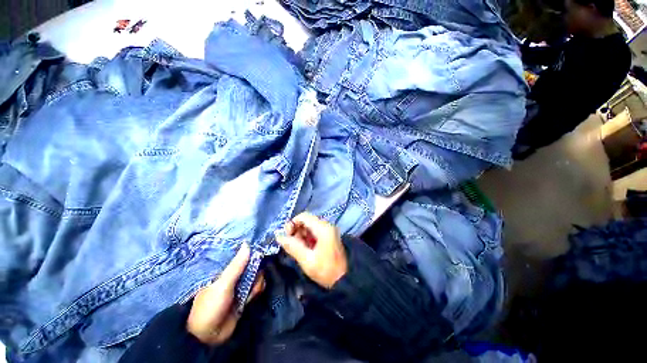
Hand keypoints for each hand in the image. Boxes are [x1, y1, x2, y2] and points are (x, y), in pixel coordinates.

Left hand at [187, 243, 264, 345]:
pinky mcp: (245, 296)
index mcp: (225, 269)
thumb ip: (236, 265)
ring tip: (252, 291)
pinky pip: (256, 287)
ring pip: (256, 276)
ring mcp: (240, 286)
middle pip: (252, 265)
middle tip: (255, 275)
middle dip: (257, 269)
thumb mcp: (223, 284)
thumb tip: (247, 244)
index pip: (241, 255)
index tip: (262, 247)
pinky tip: (253, 296)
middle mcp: (233, 275)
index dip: (252, 251)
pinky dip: (257, 290)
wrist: (208, 336)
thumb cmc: (211, 305)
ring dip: (257, 282)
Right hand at [275, 213, 347, 288]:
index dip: (292, 223)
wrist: (345, 279)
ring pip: (310, 226)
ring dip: (301, 234)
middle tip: (291, 244)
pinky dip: (307, 238)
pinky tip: (305, 248)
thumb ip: (292, 246)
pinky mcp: (329, 236)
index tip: (287, 236)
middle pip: (307, 220)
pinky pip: (315, 231)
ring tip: (298, 248)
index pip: (304, 216)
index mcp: (323, 228)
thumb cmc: (326, 270)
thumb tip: (278, 236)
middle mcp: (327, 225)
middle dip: (296, 230)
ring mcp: (329, 230)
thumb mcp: (307, 260)